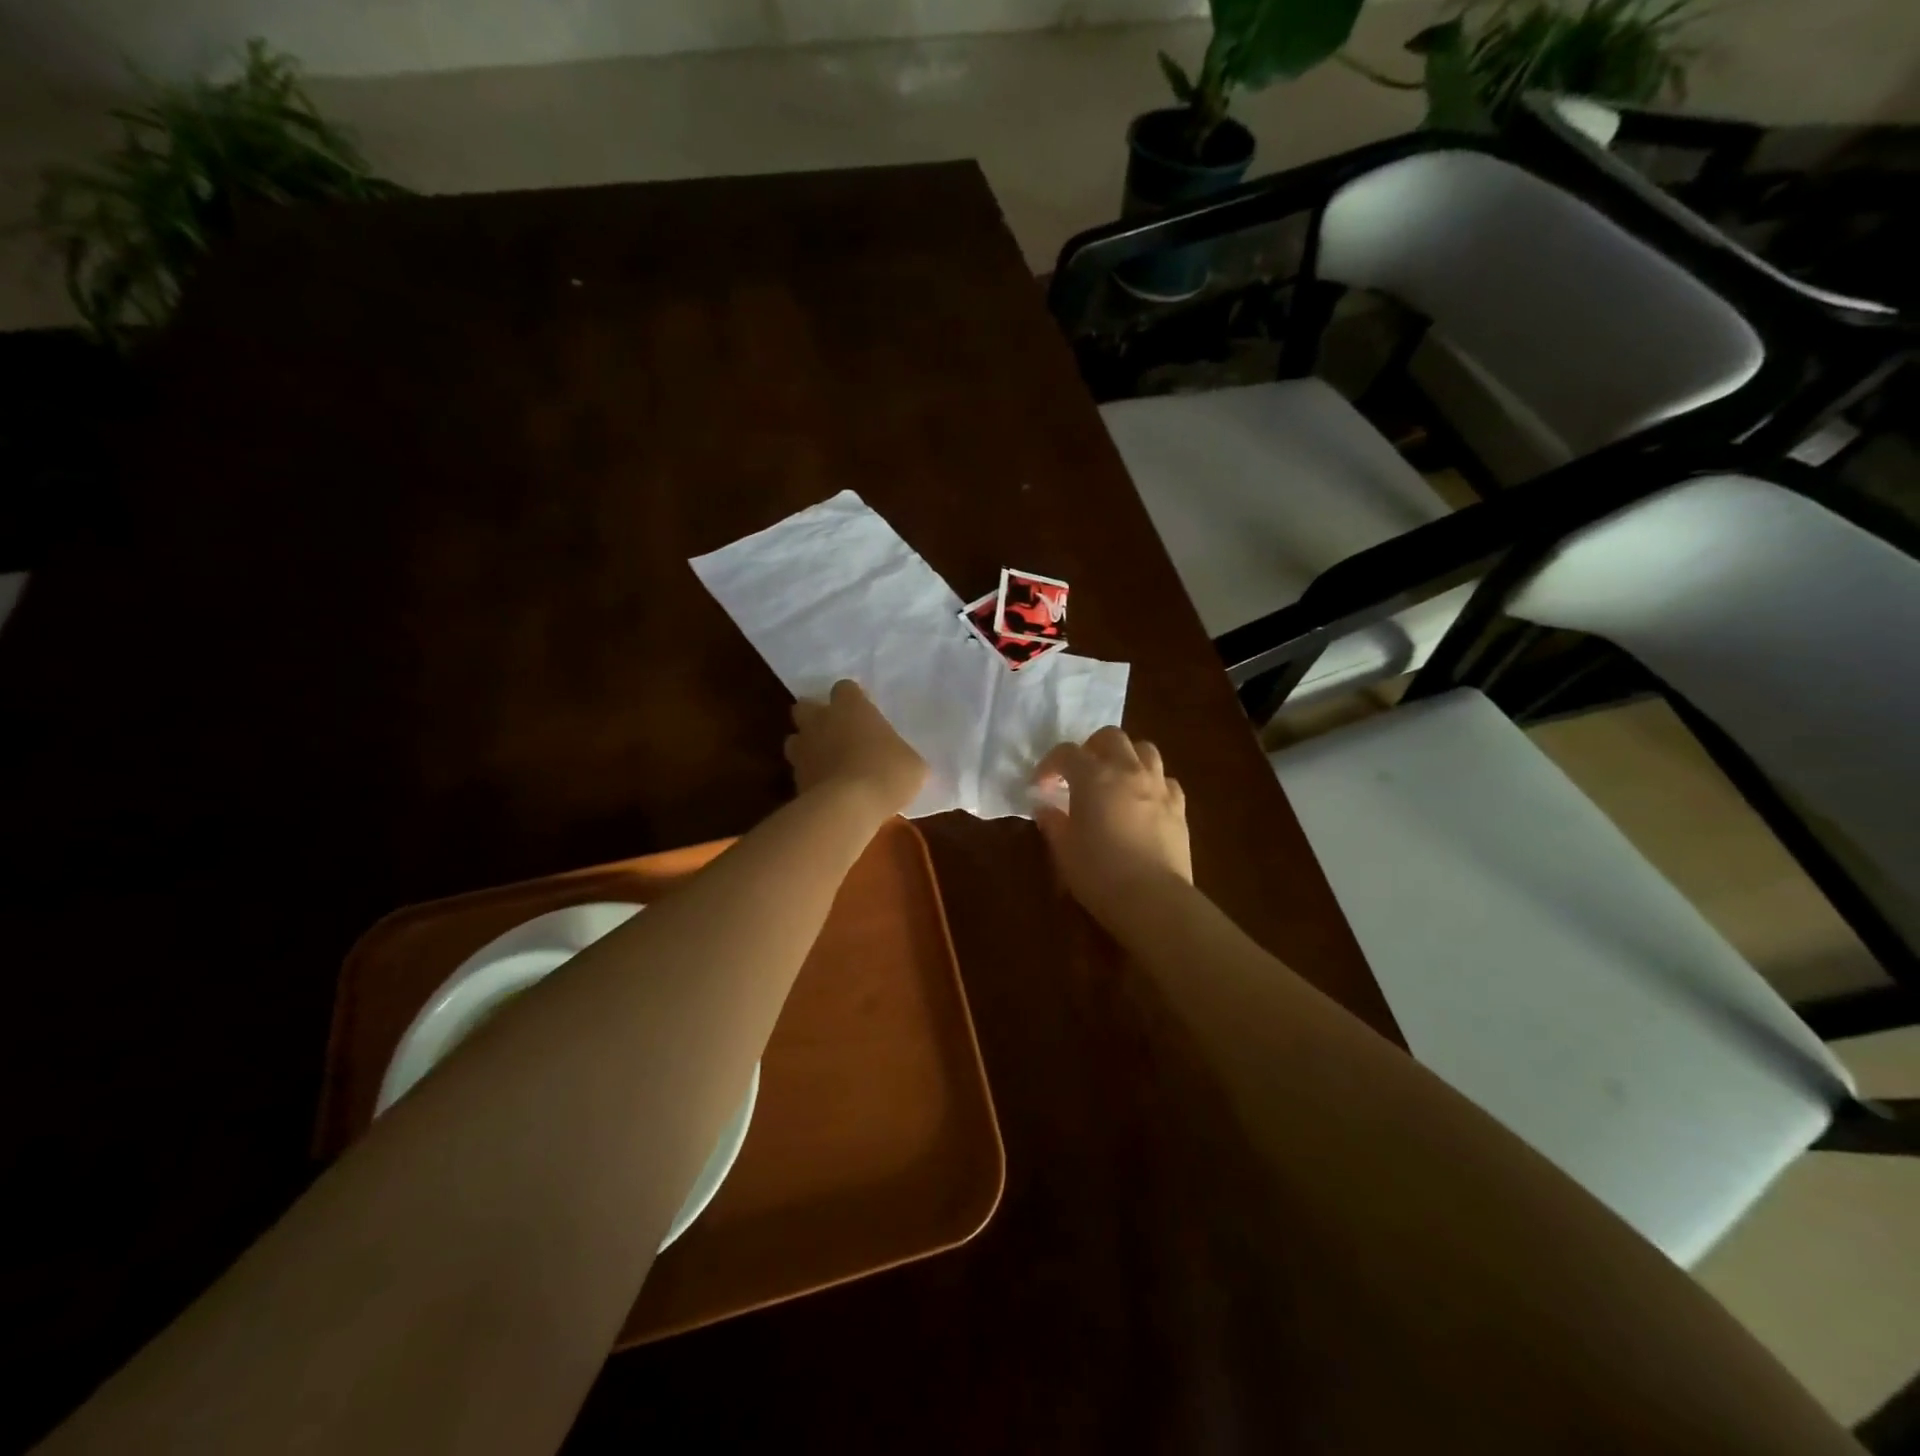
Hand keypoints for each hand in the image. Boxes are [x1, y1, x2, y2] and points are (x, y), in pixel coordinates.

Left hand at [785, 680, 927, 818]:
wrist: (848, 807)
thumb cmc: (886, 773)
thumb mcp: (912, 764)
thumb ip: (900, 754)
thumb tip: (900, 761)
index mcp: (851, 707)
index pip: (845, 688)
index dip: (853, 699)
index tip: (864, 713)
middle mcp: (821, 721)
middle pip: (806, 706)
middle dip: (816, 716)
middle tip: (836, 732)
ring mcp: (802, 749)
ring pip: (795, 739)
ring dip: (807, 746)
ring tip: (826, 762)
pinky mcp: (794, 779)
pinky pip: (799, 771)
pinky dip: (810, 776)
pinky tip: (826, 790)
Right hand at [1032, 726, 1191, 927]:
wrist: (1153, 899)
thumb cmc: (1099, 872)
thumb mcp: (1064, 850)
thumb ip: (1053, 823)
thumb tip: (1045, 808)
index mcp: (1093, 776)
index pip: (1067, 752)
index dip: (1050, 764)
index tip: (1040, 785)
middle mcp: (1128, 771)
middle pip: (1111, 737)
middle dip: (1091, 747)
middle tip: (1080, 772)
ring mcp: (1158, 786)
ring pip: (1145, 750)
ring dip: (1126, 757)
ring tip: (1115, 779)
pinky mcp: (1179, 807)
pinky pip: (1166, 780)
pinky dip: (1152, 783)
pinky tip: (1143, 802)